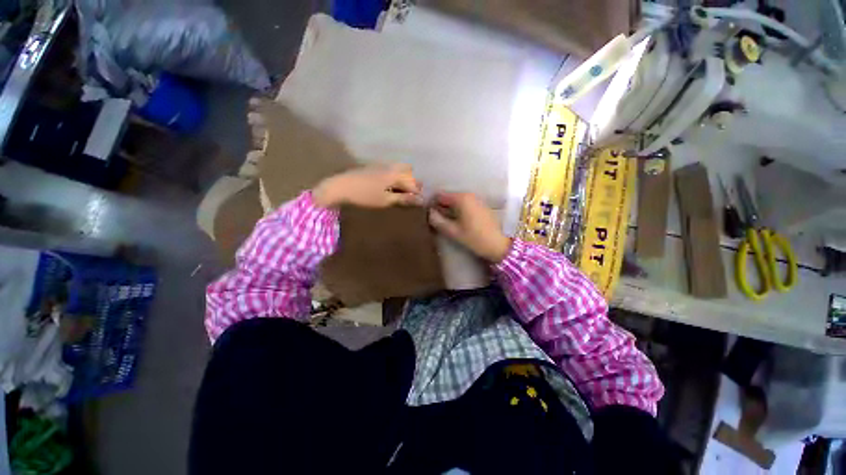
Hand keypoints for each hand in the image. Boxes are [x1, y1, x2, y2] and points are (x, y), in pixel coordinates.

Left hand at [313, 164, 421, 208]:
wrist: (341, 186)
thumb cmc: (365, 195)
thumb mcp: (386, 200)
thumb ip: (403, 198)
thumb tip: (420, 200)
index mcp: (395, 174)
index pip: (413, 182)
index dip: (417, 192)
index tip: (419, 201)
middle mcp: (391, 166)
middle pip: (409, 170)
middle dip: (412, 182)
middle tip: (410, 195)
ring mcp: (381, 165)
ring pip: (399, 168)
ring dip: (404, 178)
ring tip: (400, 191)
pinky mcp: (373, 166)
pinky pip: (390, 168)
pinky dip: (395, 176)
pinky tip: (389, 186)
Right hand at [428, 192, 511, 262]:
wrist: (498, 244)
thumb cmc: (474, 238)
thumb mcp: (453, 231)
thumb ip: (438, 221)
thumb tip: (429, 213)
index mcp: (461, 199)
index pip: (439, 195)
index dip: (432, 204)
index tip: (428, 215)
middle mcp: (468, 195)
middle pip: (448, 198)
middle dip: (441, 207)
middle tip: (436, 221)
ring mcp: (476, 200)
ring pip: (456, 202)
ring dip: (449, 210)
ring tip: (446, 223)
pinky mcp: (481, 206)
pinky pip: (464, 205)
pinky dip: (458, 211)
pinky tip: (458, 222)